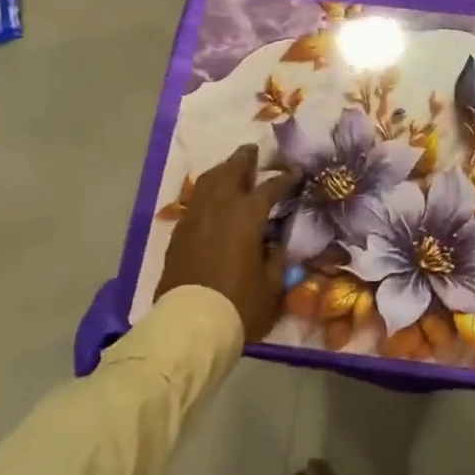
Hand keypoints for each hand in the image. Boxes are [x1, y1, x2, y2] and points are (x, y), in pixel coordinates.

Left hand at [156, 145, 300, 340]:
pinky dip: (206, 193)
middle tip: (253, 150)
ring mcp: (196, 217)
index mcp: (247, 215)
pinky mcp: (179, 232)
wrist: (190, 324)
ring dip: (222, 170)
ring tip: (231, 168)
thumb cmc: (238, 304)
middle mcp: (220, 206)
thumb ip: (275, 259)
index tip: (295, 171)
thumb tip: (274, 245)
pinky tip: (211, 199)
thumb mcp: (271, 285)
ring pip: (209, 181)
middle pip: (232, 170)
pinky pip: (195, 201)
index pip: (270, 187)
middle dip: (245, 158)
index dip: (284, 178)